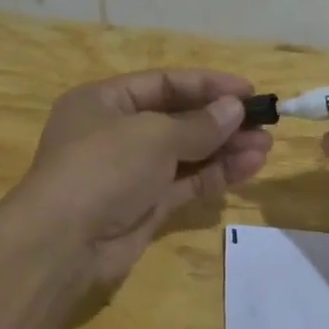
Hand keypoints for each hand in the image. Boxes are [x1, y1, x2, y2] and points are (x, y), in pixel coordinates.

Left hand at [13, 69, 273, 295]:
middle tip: (265, 122)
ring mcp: (130, 172)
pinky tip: (249, 167)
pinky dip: (216, 175)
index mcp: (104, 101)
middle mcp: (115, 133)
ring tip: (265, 147)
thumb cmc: (103, 168)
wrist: (63, 244)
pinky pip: (185, 183)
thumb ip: (198, 124)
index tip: (248, 91)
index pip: (163, 83)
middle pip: (177, 119)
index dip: (207, 85)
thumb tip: (234, 109)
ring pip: (185, 154)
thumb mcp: (153, 135)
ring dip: (225, 149)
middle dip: (221, 120)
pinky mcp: (144, 207)